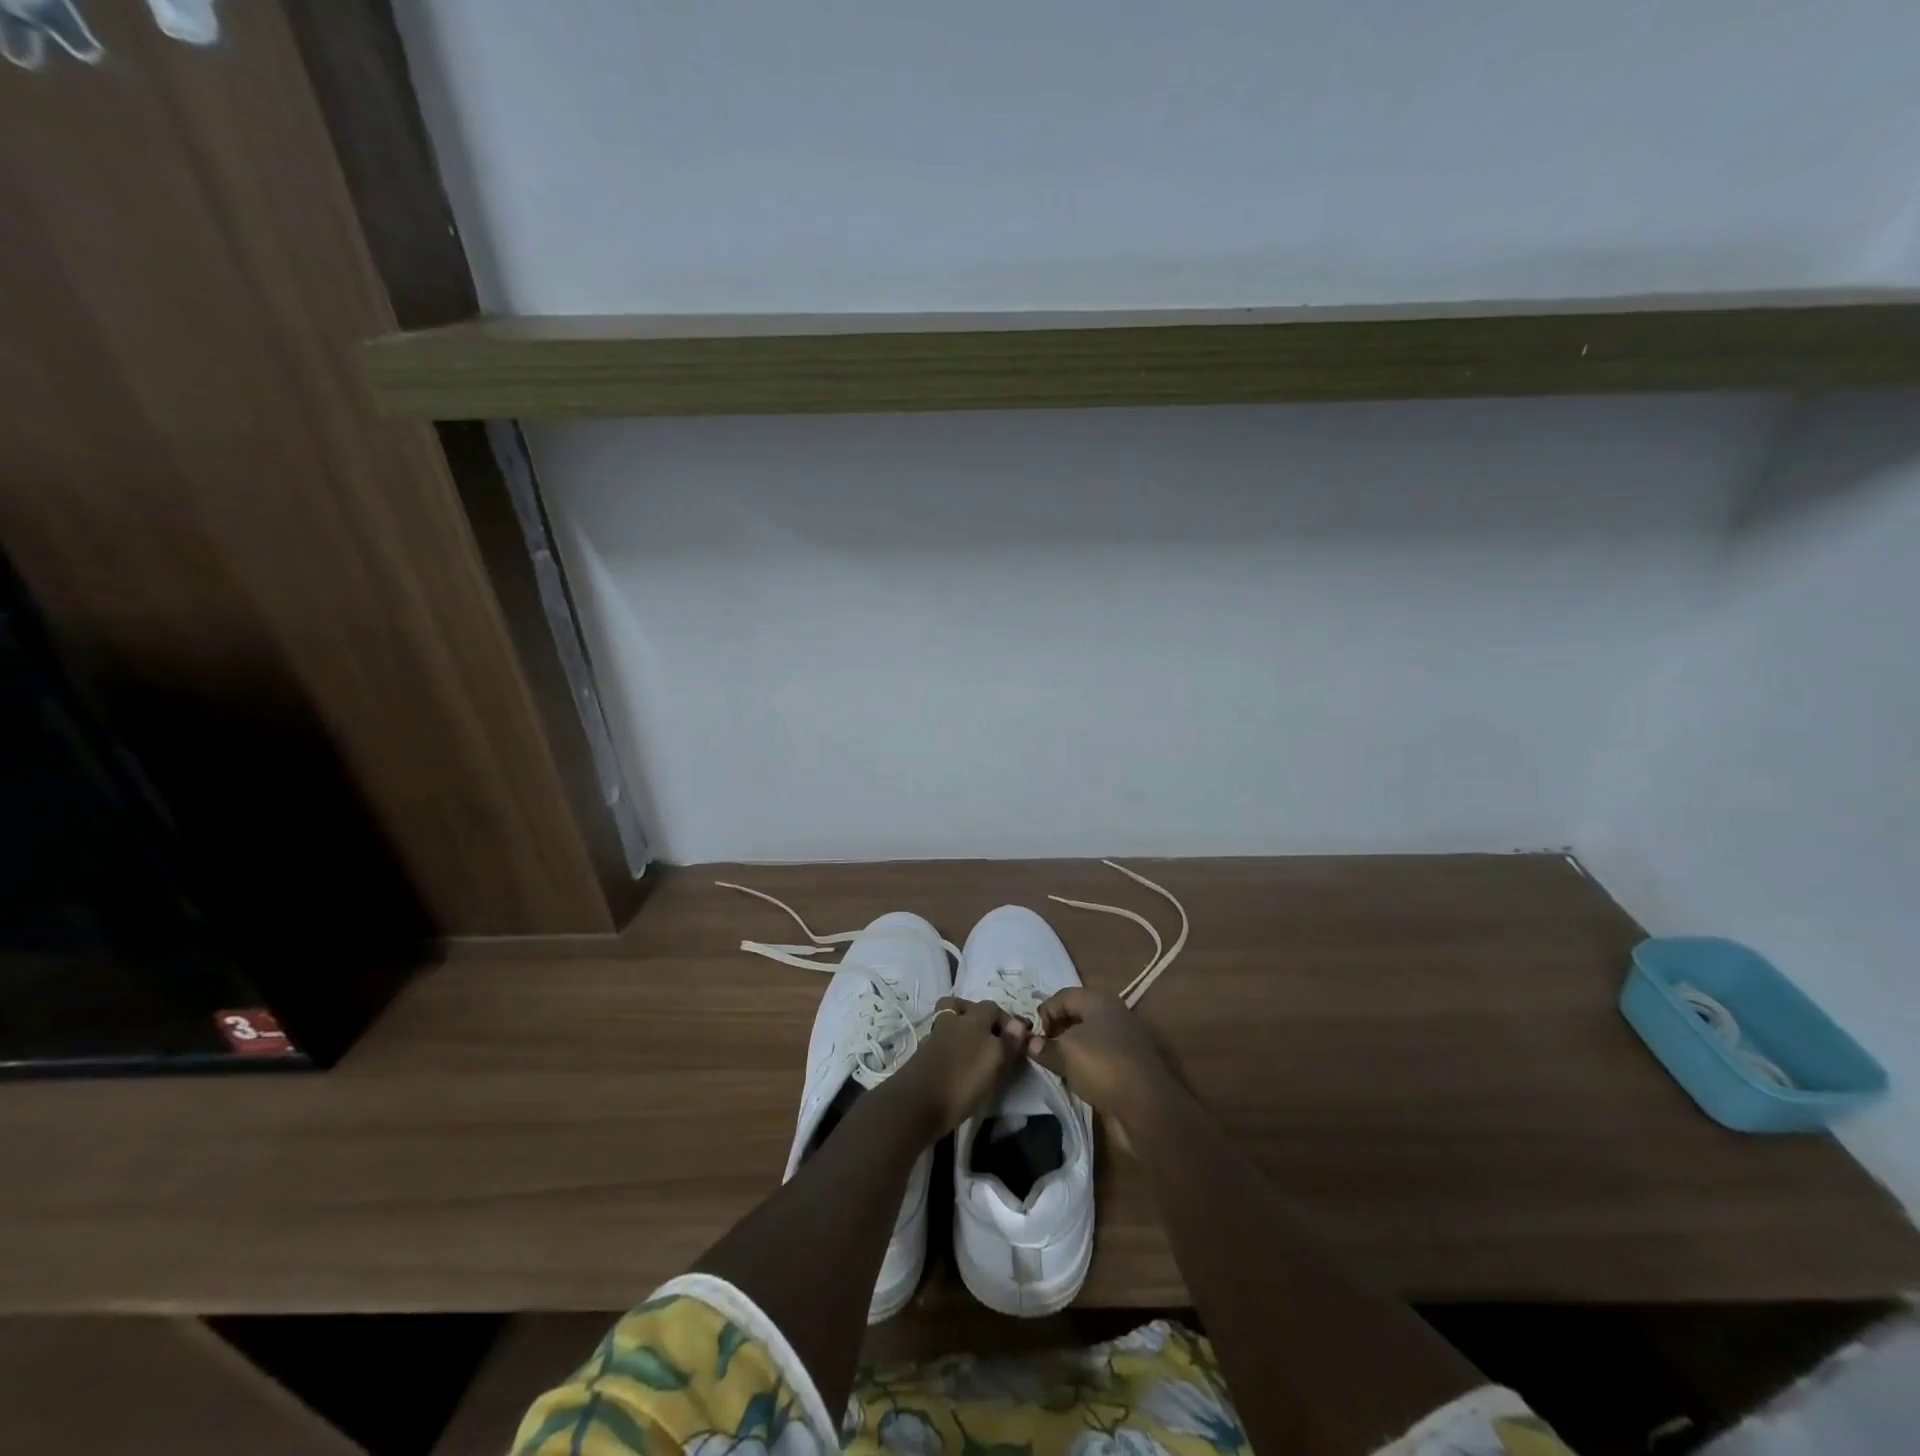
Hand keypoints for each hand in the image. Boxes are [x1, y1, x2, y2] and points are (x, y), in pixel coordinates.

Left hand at [888, 997, 1028, 1135]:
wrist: (915, 1104)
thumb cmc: (962, 1082)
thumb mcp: (994, 1063)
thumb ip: (1008, 1042)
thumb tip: (1019, 1023)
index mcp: (973, 1019)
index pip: (993, 1007)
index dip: (1005, 1020)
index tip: (1015, 1040)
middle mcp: (953, 1021)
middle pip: (966, 1008)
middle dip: (981, 1019)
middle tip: (992, 1041)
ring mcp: (934, 1036)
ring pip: (951, 1022)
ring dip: (963, 1031)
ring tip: (974, 1053)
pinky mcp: (922, 1054)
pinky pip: (941, 1041)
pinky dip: (950, 1046)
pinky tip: (957, 1064)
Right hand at [1026, 988, 1179, 1141]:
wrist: (1146, 1107)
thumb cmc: (1102, 1066)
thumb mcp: (1065, 1052)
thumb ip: (1044, 1046)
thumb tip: (1030, 1044)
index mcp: (1099, 1000)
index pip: (1063, 996)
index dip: (1044, 1012)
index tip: (1033, 1037)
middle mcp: (1112, 1015)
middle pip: (1076, 1015)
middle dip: (1056, 1031)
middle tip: (1040, 1051)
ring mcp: (1122, 1041)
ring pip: (1087, 1039)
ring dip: (1069, 1051)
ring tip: (1054, 1067)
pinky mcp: (1127, 1066)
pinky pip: (1097, 1059)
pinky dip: (1083, 1067)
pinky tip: (1074, 1081)